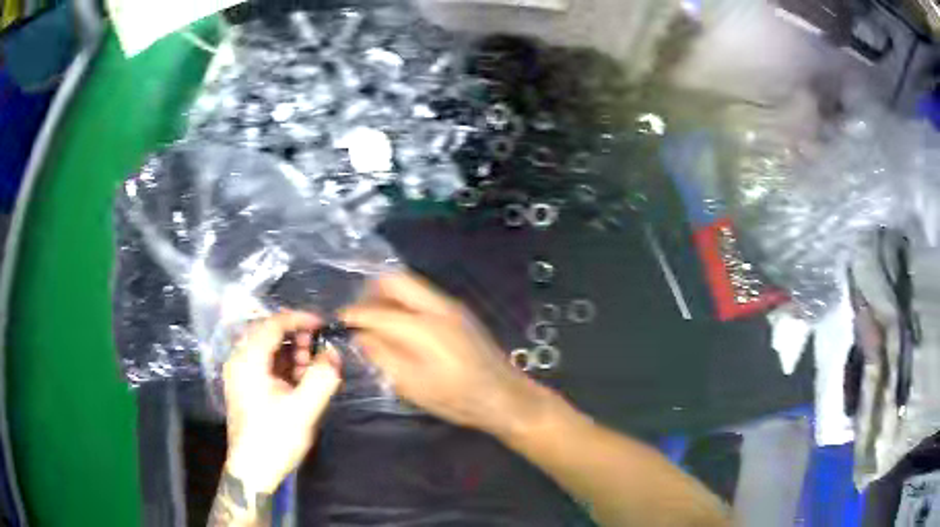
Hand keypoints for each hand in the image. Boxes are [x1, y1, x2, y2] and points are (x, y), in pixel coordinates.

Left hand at [222, 311, 341, 493]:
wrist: (253, 470)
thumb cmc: (274, 439)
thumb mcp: (303, 410)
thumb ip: (321, 378)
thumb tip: (333, 353)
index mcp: (248, 361)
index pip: (273, 324)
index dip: (299, 319)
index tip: (324, 325)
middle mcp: (240, 361)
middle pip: (269, 334)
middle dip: (297, 338)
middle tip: (320, 352)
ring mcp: (241, 374)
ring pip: (268, 350)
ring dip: (293, 353)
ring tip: (313, 370)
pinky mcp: (246, 387)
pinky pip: (267, 366)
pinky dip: (285, 367)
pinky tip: (301, 381)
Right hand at [341, 273, 546, 436]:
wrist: (504, 395)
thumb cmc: (456, 398)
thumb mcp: (412, 385)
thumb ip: (383, 356)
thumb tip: (361, 336)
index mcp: (422, 328)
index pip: (377, 311)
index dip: (354, 314)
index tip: (340, 321)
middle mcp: (437, 306)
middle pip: (395, 280)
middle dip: (371, 292)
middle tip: (360, 314)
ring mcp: (451, 305)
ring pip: (410, 284)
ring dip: (388, 295)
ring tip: (377, 320)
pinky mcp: (459, 311)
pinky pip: (423, 295)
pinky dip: (405, 301)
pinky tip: (401, 325)